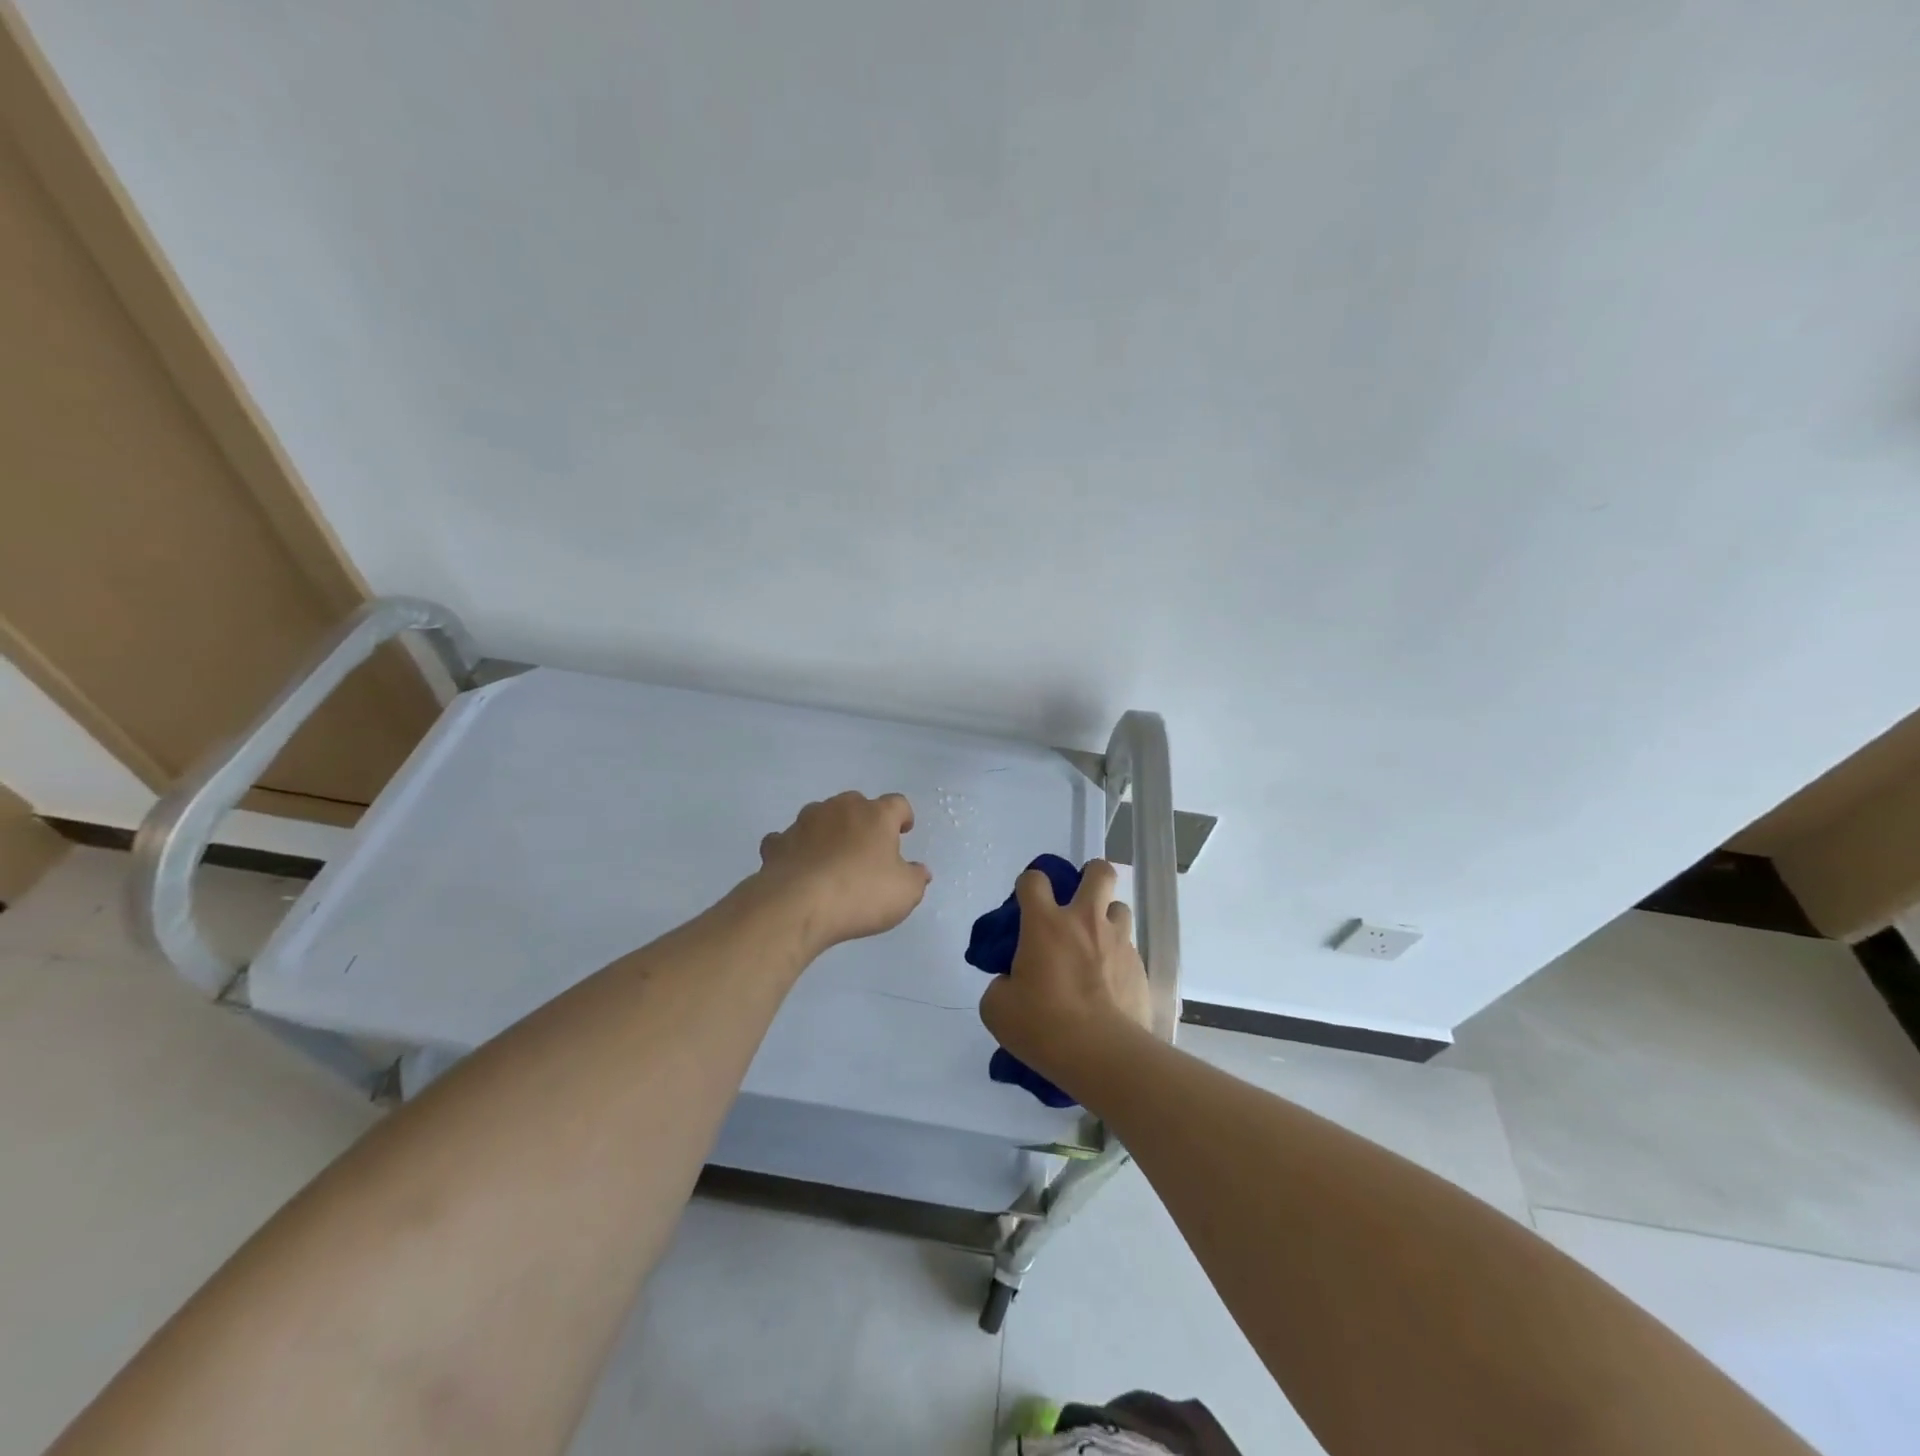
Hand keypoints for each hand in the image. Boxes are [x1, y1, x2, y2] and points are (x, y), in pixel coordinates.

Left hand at [751, 791, 931, 956]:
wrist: (798, 906)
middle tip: (867, 847)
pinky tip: (798, 866)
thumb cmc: (861, 893)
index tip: (904, 831)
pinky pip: (788, 839)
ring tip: (831, 858)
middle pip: (856, 804)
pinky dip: (795, 849)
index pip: (897, 803)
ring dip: (828, 831)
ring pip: (820, 816)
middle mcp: (839, 809)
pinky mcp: (777, 843)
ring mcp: (804, 823)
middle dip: (863, 820)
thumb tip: (919, 871)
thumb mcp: (904, 892)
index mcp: (875, 815)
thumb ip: (915, 878)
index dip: (903, 816)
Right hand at [978, 858, 1152, 1085]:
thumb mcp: (998, 1008)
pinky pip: (1130, 948)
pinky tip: (1110, 982)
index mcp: (1045, 923)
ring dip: (1108, 917)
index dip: (1027, 885)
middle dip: (1090, 875)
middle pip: (1098, 872)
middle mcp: (1084, 921)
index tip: (1025, 904)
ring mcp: (1118, 941)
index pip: (1034, 880)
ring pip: (1120, 907)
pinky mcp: (1139, 968)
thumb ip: (1001, 984)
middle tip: (1078, 900)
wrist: (1101, 1055)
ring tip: (1097, 942)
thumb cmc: (1042, 1025)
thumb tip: (1011, 982)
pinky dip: (1119, 957)